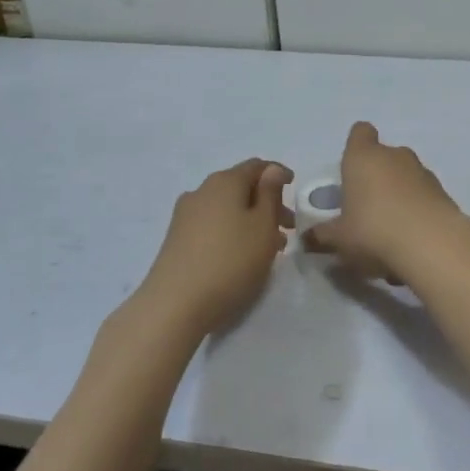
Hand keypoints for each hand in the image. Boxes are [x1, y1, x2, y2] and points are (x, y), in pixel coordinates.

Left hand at [138, 159, 293, 335]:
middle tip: (288, 227)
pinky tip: (241, 255)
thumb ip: (270, 194)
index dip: (278, 174)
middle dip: (266, 202)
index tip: (295, 188)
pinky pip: (212, 224)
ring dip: (250, 220)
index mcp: (225, 181)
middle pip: (241, 187)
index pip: (256, 166)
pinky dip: (232, 231)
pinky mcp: (176, 238)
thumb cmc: (230, 261)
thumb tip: (270, 170)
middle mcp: (202, 190)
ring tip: (269, 247)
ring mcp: (185, 215)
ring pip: (227, 208)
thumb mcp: (263, 226)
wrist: (174, 305)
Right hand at [302, 123, 459, 279]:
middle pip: (383, 156)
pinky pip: (424, 196)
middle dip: (376, 176)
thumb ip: (322, 235)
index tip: (350, 169)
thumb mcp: (339, 239)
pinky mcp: (444, 192)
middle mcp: (394, 156)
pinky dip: (417, 209)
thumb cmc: (373, 231)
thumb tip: (309, 237)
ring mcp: (423, 172)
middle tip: (365, 206)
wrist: (432, 244)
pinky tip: (411, 238)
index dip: (355, 145)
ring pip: (406, 175)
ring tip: (389, 228)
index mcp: (363, 157)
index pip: (360, 132)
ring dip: (398, 193)